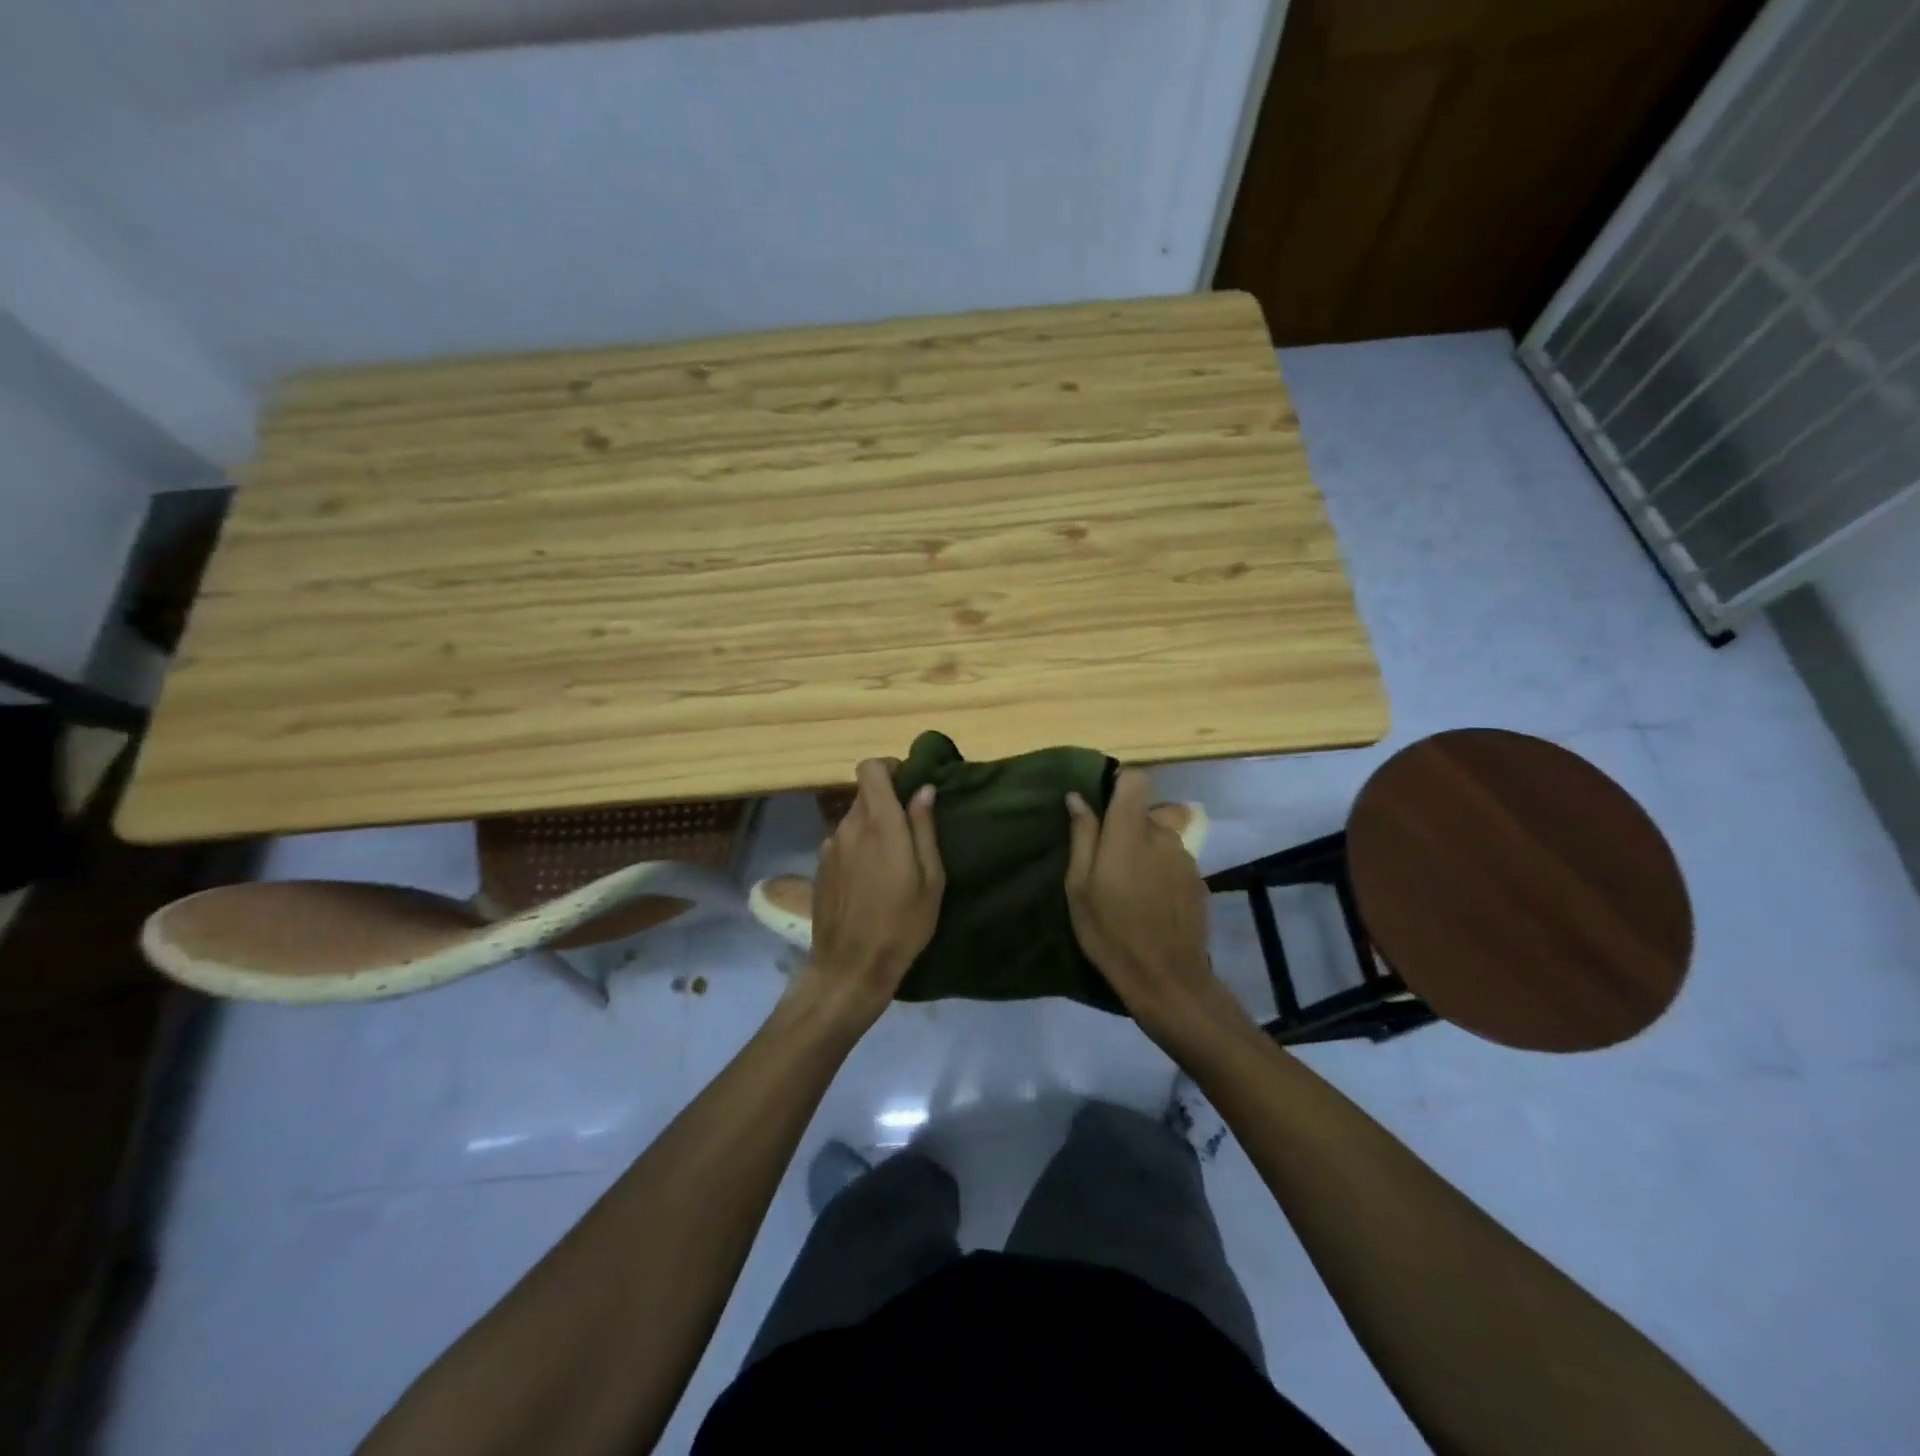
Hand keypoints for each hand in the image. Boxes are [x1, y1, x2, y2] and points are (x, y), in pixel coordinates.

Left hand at [801, 758, 944, 1025]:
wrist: (850, 967)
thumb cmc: (902, 924)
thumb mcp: (930, 879)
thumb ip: (924, 828)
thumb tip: (923, 789)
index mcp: (880, 823)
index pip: (870, 768)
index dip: (888, 767)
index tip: (907, 783)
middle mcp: (849, 826)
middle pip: (864, 794)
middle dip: (886, 802)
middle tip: (909, 831)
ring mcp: (829, 847)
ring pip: (853, 820)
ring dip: (871, 828)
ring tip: (891, 862)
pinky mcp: (819, 867)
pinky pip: (842, 842)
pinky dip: (857, 848)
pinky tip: (869, 881)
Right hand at [1065, 769, 1252, 1047]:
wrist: (1167, 979)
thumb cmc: (1111, 933)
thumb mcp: (1080, 888)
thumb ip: (1082, 837)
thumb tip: (1077, 798)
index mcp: (1130, 832)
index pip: (1136, 779)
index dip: (1120, 784)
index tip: (1103, 805)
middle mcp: (1163, 835)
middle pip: (1147, 810)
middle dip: (1128, 825)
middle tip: (1108, 861)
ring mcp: (1186, 857)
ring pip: (1163, 835)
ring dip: (1147, 848)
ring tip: (1130, 885)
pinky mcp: (1199, 879)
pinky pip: (1175, 859)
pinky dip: (1162, 869)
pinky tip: (1151, 901)